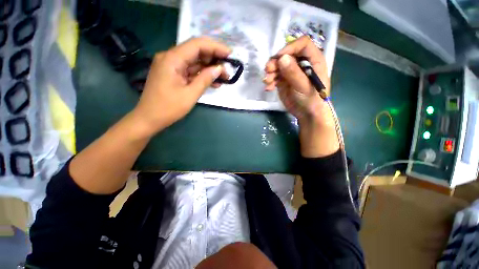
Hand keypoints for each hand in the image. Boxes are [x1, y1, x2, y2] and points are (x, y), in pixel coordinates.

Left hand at [132, 37, 230, 136]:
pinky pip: (191, 71)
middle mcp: (170, 58)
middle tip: (228, 69)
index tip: (229, 54)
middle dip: (214, 59)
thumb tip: (219, 69)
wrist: (149, 118)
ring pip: (195, 62)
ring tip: (224, 77)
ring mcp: (172, 66)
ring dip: (210, 69)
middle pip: (196, 52)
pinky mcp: (174, 74)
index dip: (215, 47)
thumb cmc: (168, 108)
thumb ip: (205, 79)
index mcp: (172, 59)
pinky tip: (214, 82)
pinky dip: (202, 75)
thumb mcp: (190, 94)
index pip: (197, 45)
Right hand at [264, 36, 338, 156]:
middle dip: (276, 62)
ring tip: (267, 81)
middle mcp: (301, 63)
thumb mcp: (304, 86)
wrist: (306, 114)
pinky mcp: (284, 80)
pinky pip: (274, 76)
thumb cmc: (311, 99)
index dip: (290, 48)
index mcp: (313, 60)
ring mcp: (291, 72)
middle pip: (287, 54)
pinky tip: (268, 88)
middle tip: (267, 70)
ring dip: (271, 72)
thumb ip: (294, 72)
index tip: (279, 57)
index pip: (302, 44)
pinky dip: (270, 81)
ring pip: (278, 65)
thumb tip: (281, 58)